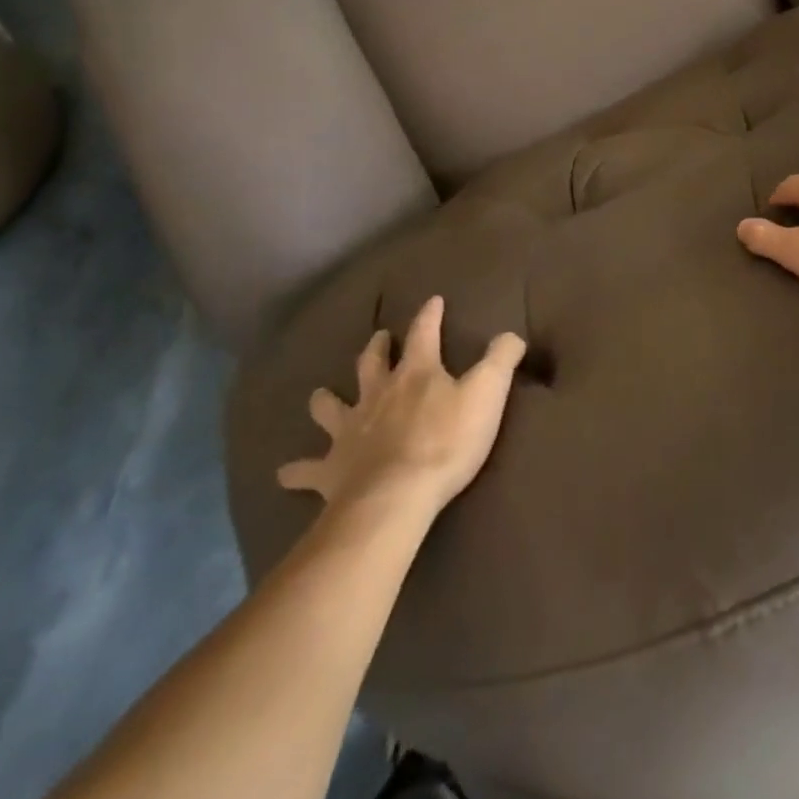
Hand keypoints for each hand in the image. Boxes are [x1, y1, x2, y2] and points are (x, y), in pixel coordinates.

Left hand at [278, 296, 526, 517]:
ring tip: (320, 396)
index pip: (423, 333)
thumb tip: (512, 334)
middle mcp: (377, 393)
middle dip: (376, 348)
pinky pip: (306, 469)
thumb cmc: (446, 441)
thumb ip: (502, 359)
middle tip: (377, 338)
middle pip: (371, 363)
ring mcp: (349, 431)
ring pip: (330, 407)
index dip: (429, 315)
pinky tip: (286, 472)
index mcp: (416, 373)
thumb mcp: (488, 393)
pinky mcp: (331, 469)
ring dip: (326, 401)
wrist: (396, 498)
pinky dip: (297, 470)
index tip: (432, 301)